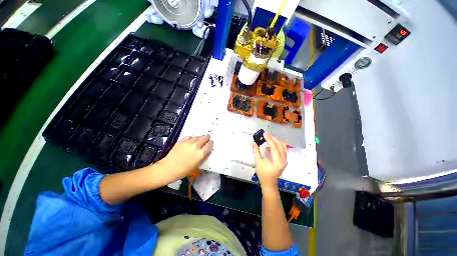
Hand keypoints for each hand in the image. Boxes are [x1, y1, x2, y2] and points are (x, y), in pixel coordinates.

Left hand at [158, 135, 212, 180]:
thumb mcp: (196, 166)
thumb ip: (203, 157)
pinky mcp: (182, 141)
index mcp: (201, 153)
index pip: (209, 145)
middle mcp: (196, 146)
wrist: (168, 168)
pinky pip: (189, 136)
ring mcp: (188, 142)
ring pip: (197, 136)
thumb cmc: (183, 170)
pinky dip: (192, 137)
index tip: (211, 142)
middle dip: (207, 137)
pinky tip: (191, 139)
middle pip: (204, 138)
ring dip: (200, 137)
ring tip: (200, 138)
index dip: (211, 143)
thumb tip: (207, 151)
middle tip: (208, 137)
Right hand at [252, 132, 286, 187]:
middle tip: (265, 134)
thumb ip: (256, 151)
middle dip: (273, 138)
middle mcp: (283, 160)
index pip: (274, 147)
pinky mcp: (284, 160)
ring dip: (276, 140)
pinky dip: (277, 144)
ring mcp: (285, 160)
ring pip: (283, 146)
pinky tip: (271, 143)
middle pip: (280, 145)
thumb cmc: (263, 174)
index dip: (269, 139)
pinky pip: (282, 149)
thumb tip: (253, 142)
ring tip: (268, 137)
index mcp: (277, 161)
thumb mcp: (258, 162)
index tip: (264, 133)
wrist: (269, 183)